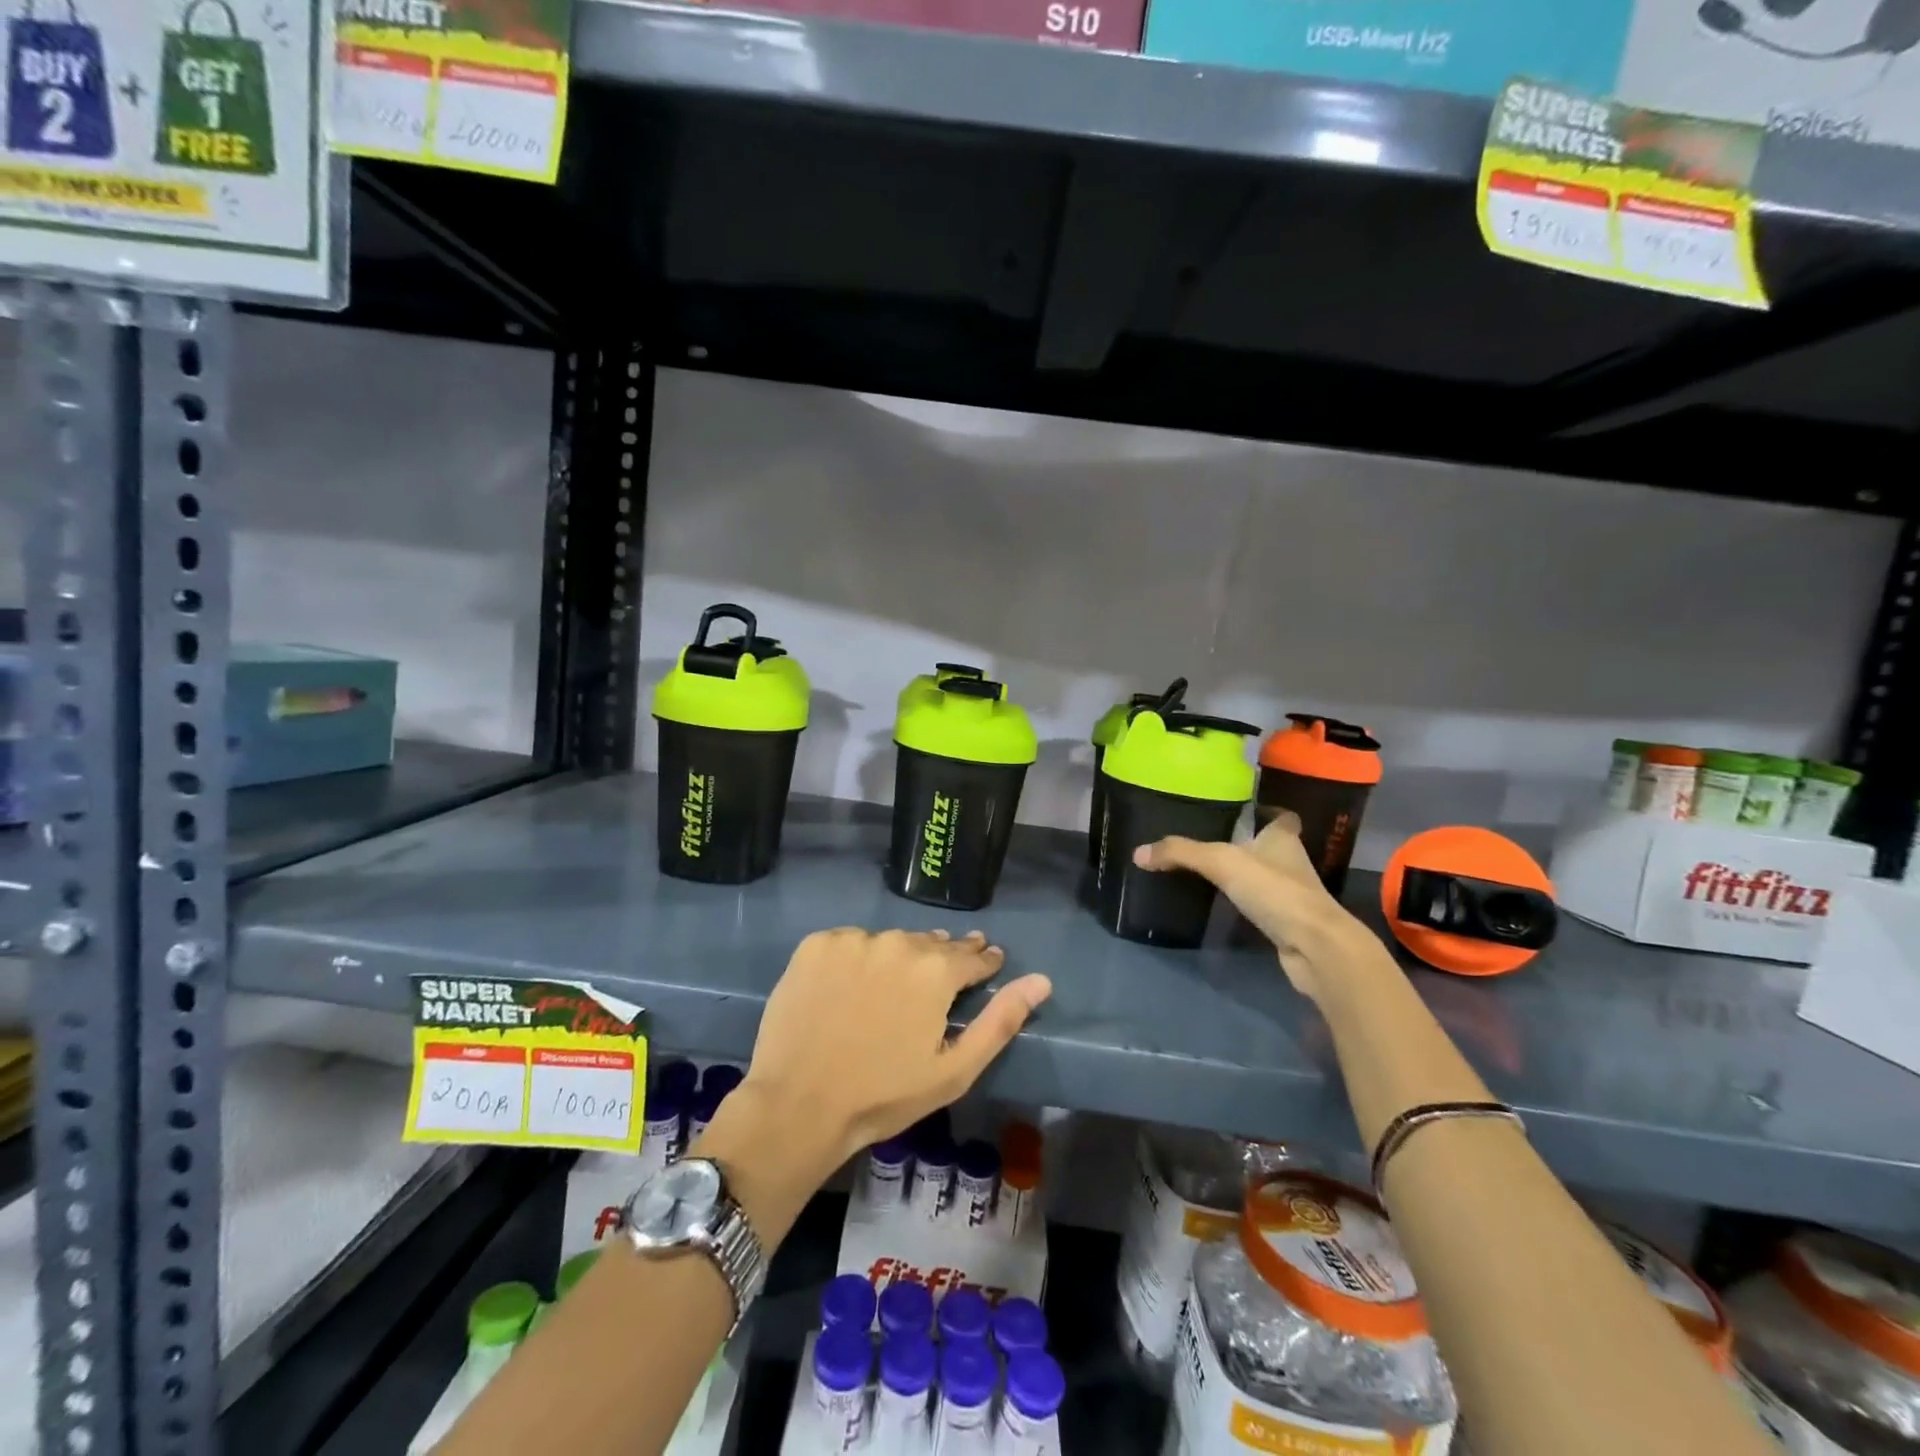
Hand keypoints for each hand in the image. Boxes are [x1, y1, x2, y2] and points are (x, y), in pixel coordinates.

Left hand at [741, 928, 1051, 1167]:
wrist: (798, 1104)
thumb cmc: (884, 1095)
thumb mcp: (955, 1070)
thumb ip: (1001, 1020)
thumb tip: (1041, 981)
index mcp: (936, 970)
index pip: (972, 955)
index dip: (983, 961)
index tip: (988, 963)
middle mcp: (898, 942)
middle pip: (930, 945)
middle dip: (941, 959)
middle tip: (938, 980)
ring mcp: (853, 939)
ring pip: (889, 942)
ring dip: (897, 958)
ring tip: (893, 985)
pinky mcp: (816, 945)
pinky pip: (850, 944)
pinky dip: (856, 959)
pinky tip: (850, 986)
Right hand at [1132, 812, 1377, 1001]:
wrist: (1315, 947)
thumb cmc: (1275, 890)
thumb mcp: (1221, 862)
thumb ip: (1181, 853)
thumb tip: (1138, 853)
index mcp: (1282, 838)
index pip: (1281, 817)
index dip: (1267, 812)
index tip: (1244, 811)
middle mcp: (1291, 862)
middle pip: (1271, 846)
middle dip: (1248, 843)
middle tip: (1212, 840)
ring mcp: (1292, 894)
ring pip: (1267, 876)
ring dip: (1246, 874)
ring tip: (1210, 871)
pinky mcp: (1288, 923)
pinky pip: (1263, 905)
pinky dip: (1247, 903)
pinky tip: (1224, 905)